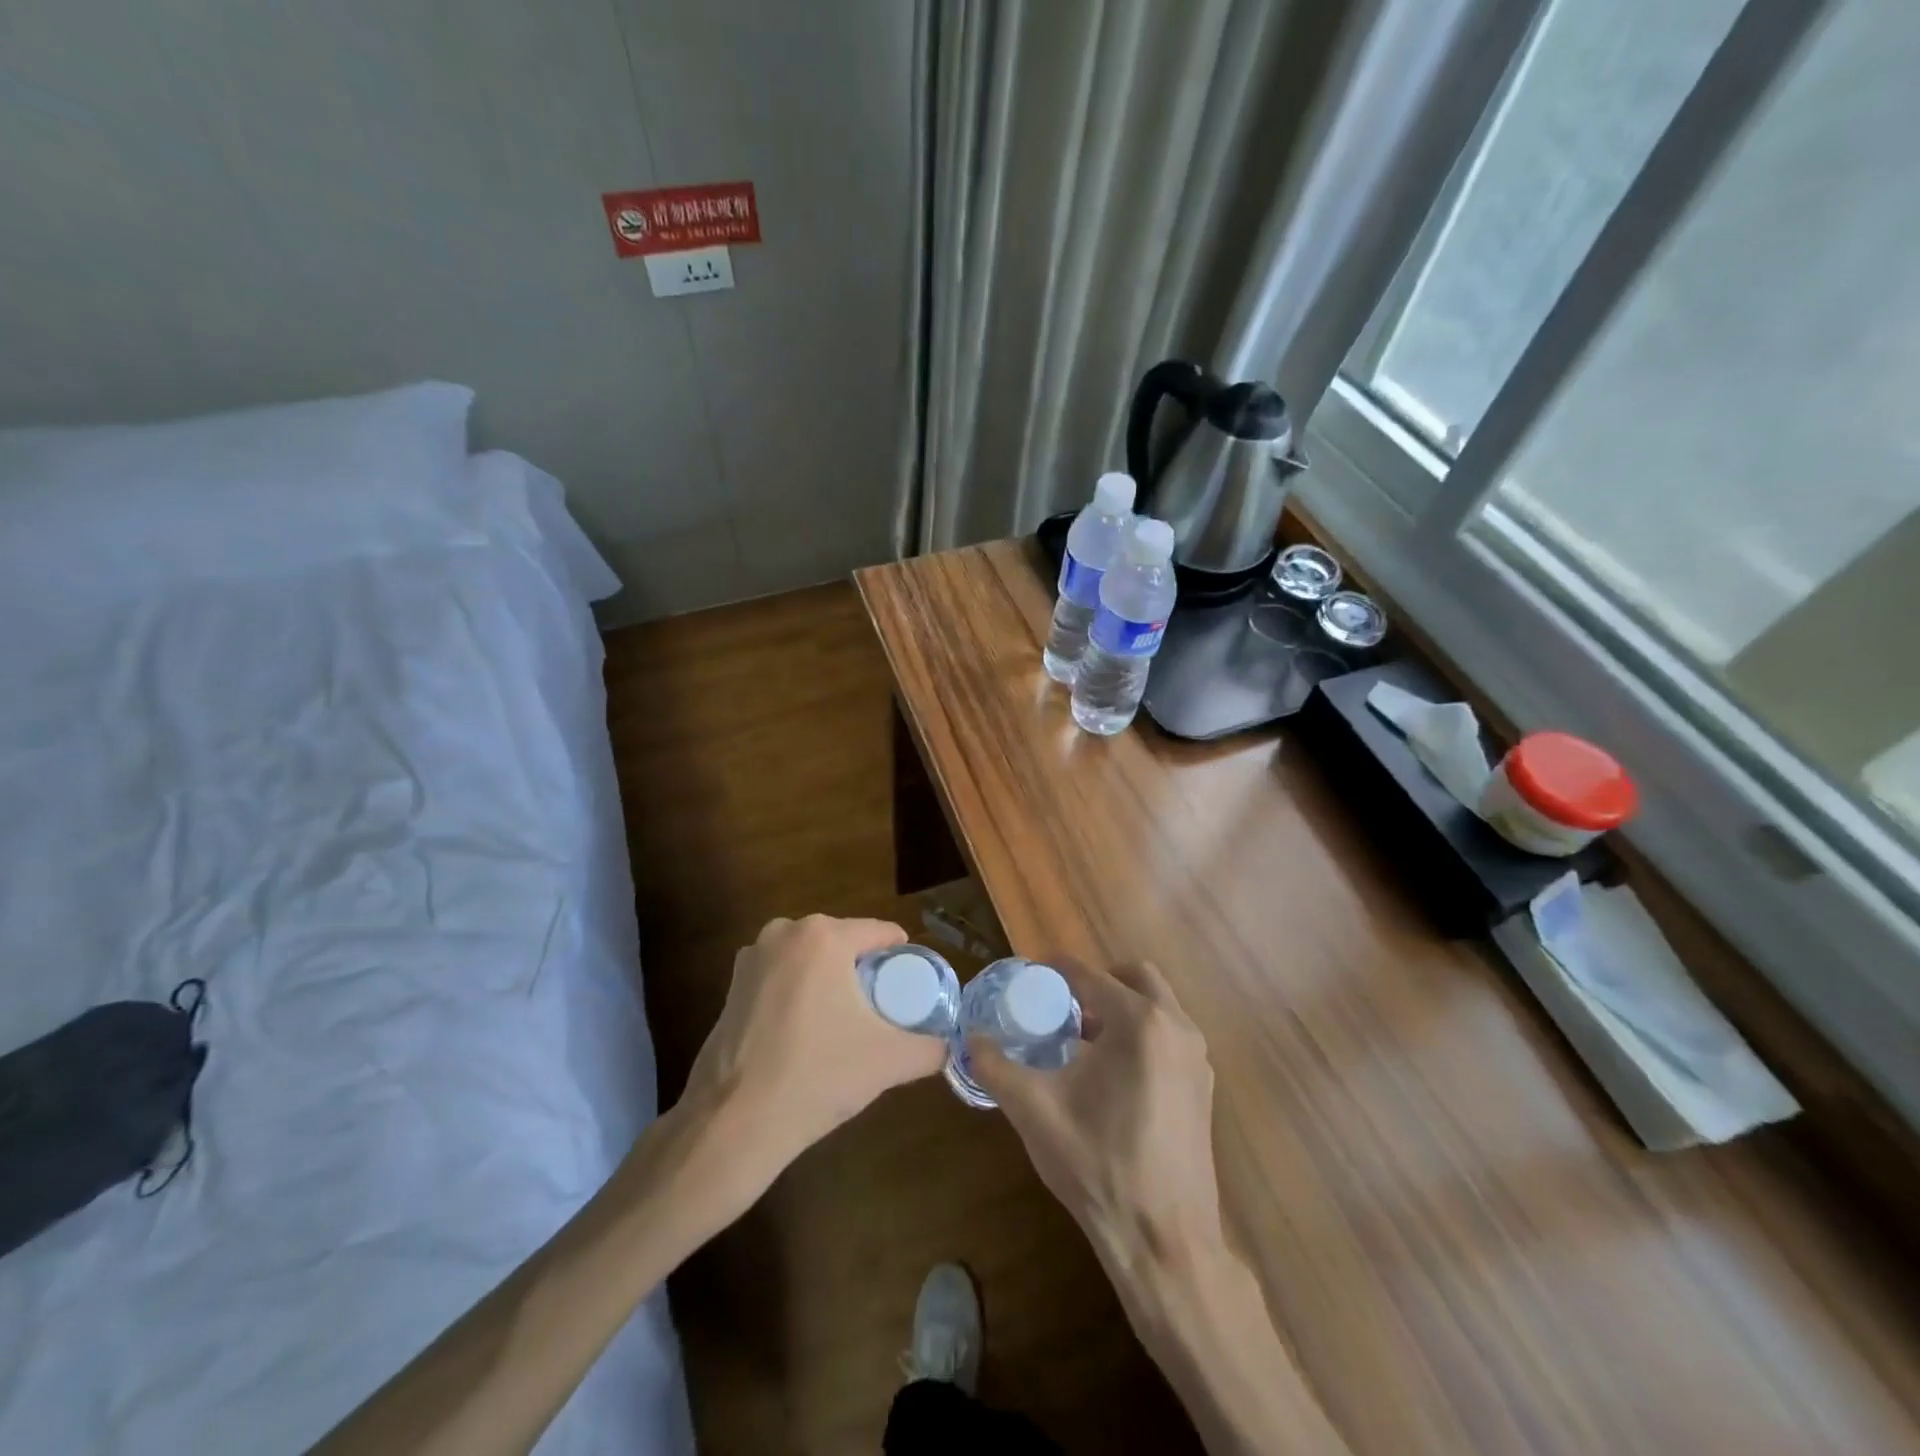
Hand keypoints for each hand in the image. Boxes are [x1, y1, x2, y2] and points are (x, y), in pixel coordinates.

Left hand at [680, 915, 948, 1176]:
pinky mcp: (731, 986)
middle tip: (883, 1006)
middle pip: (842, 942)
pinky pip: (781, 977)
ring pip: (809, 959)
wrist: (734, 1122)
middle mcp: (785, 932)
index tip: (913, 984)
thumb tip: (950, 1048)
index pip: (879, 932)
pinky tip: (806, 1030)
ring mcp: (752, 957)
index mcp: (823, 936)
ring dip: (829, 979)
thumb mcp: (888, 1061)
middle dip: (863, 967)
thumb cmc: (817, 1076)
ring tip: (847, 1019)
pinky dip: (798, 993)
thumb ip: (930, 1049)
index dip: (902, 956)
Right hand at [970, 960, 1223, 1278]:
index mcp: (1139, 1023)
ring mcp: (1196, 1057)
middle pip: (1134, 976)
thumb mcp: (1034, 1111)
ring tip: (1080, 1038)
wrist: (1164, 1242)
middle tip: (1061, 1005)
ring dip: (1119, 1006)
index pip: (1090, 975)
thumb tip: (969, 1040)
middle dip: (1096, 982)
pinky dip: (1140, 1033)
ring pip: (1156, 1005)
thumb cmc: (1097, 1167)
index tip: (1029, 976)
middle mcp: (1176, 1027)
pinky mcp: (1203, 1086)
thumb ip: (996, 1067)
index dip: (1055, 970)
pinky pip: (1168, 1035)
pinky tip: (1109, 1073)